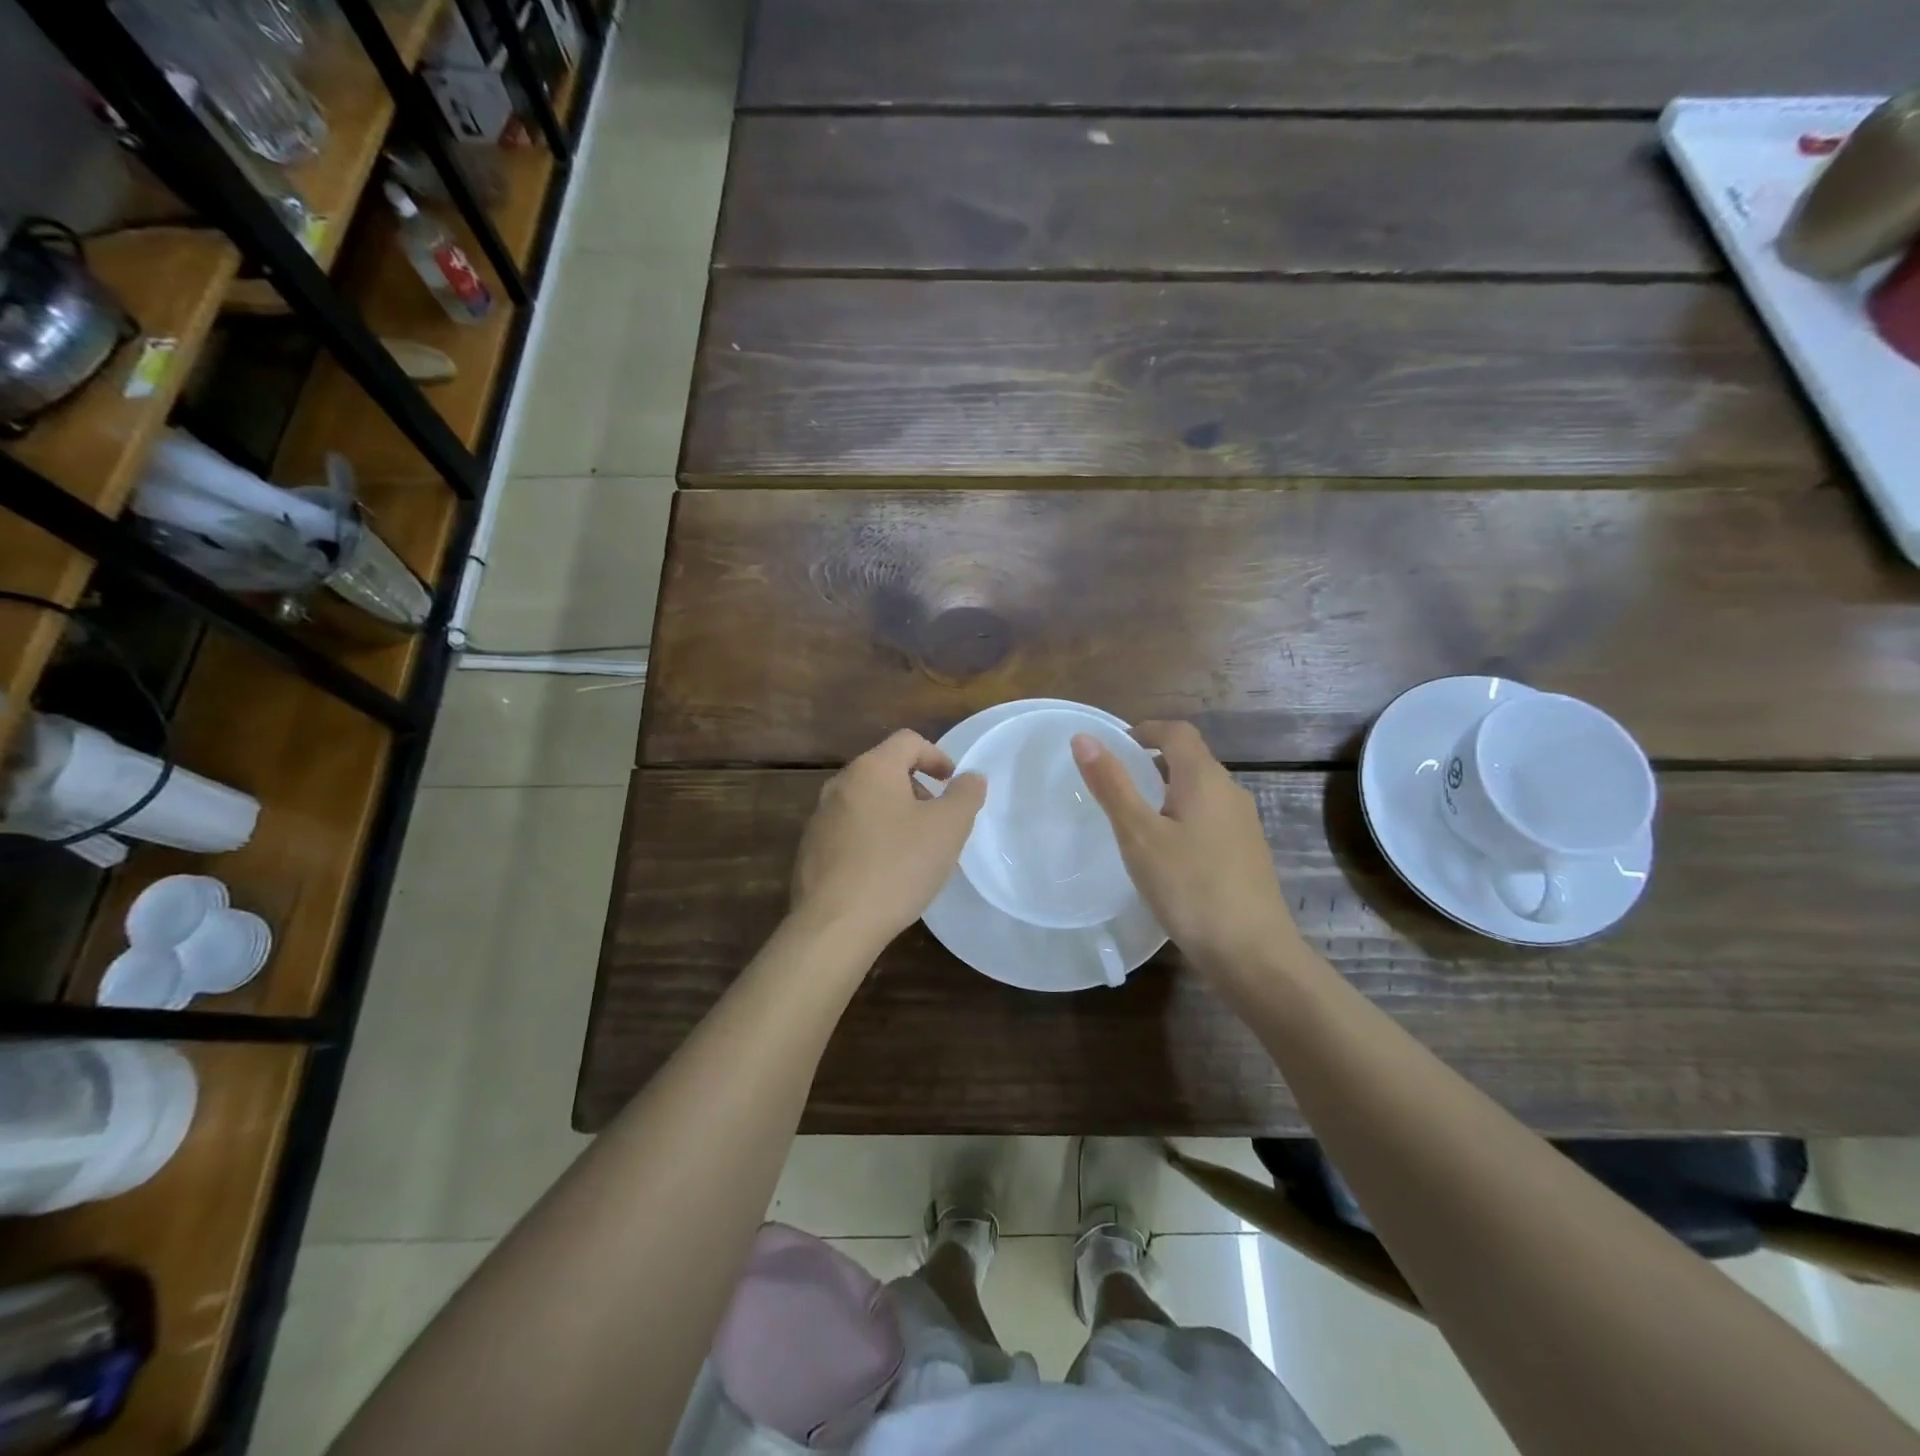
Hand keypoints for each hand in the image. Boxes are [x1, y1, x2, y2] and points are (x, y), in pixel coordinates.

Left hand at [791, 729, 985, 954]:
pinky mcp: (810, 850)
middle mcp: (840, 784)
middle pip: (885, 770)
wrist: (835, 924)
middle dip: (916, 788)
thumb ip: (965, 795)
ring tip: (914, 850)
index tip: (952, 784)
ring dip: (894, 815)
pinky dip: (872, 838)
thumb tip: (971, 777)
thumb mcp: (948, 828)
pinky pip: (849, 831)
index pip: (908, 741)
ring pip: (866, 802)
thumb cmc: (897, 866)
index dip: (937, 756)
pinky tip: (885, 872)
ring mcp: (820, 818)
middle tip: (938, 820)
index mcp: (871, 769)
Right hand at [1072, 721, 1303, 984]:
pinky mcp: (1247, 854)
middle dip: (1154, 761)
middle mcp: (1230, 792)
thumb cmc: (1189, 887)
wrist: (1252, 952)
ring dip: (1168, 791)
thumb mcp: (1138, 835)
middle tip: (1116, 783)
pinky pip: (1210, 819)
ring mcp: (1244, 825)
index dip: (1146, 730)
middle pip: (1191, 760)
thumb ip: (1112, 785)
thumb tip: (1084, 738)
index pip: (1177, 732)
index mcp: (1205, 779)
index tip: (1116, 745)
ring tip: (1135, 818)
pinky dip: (1183, 818)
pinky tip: (1167, 854)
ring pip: (1201, 792)